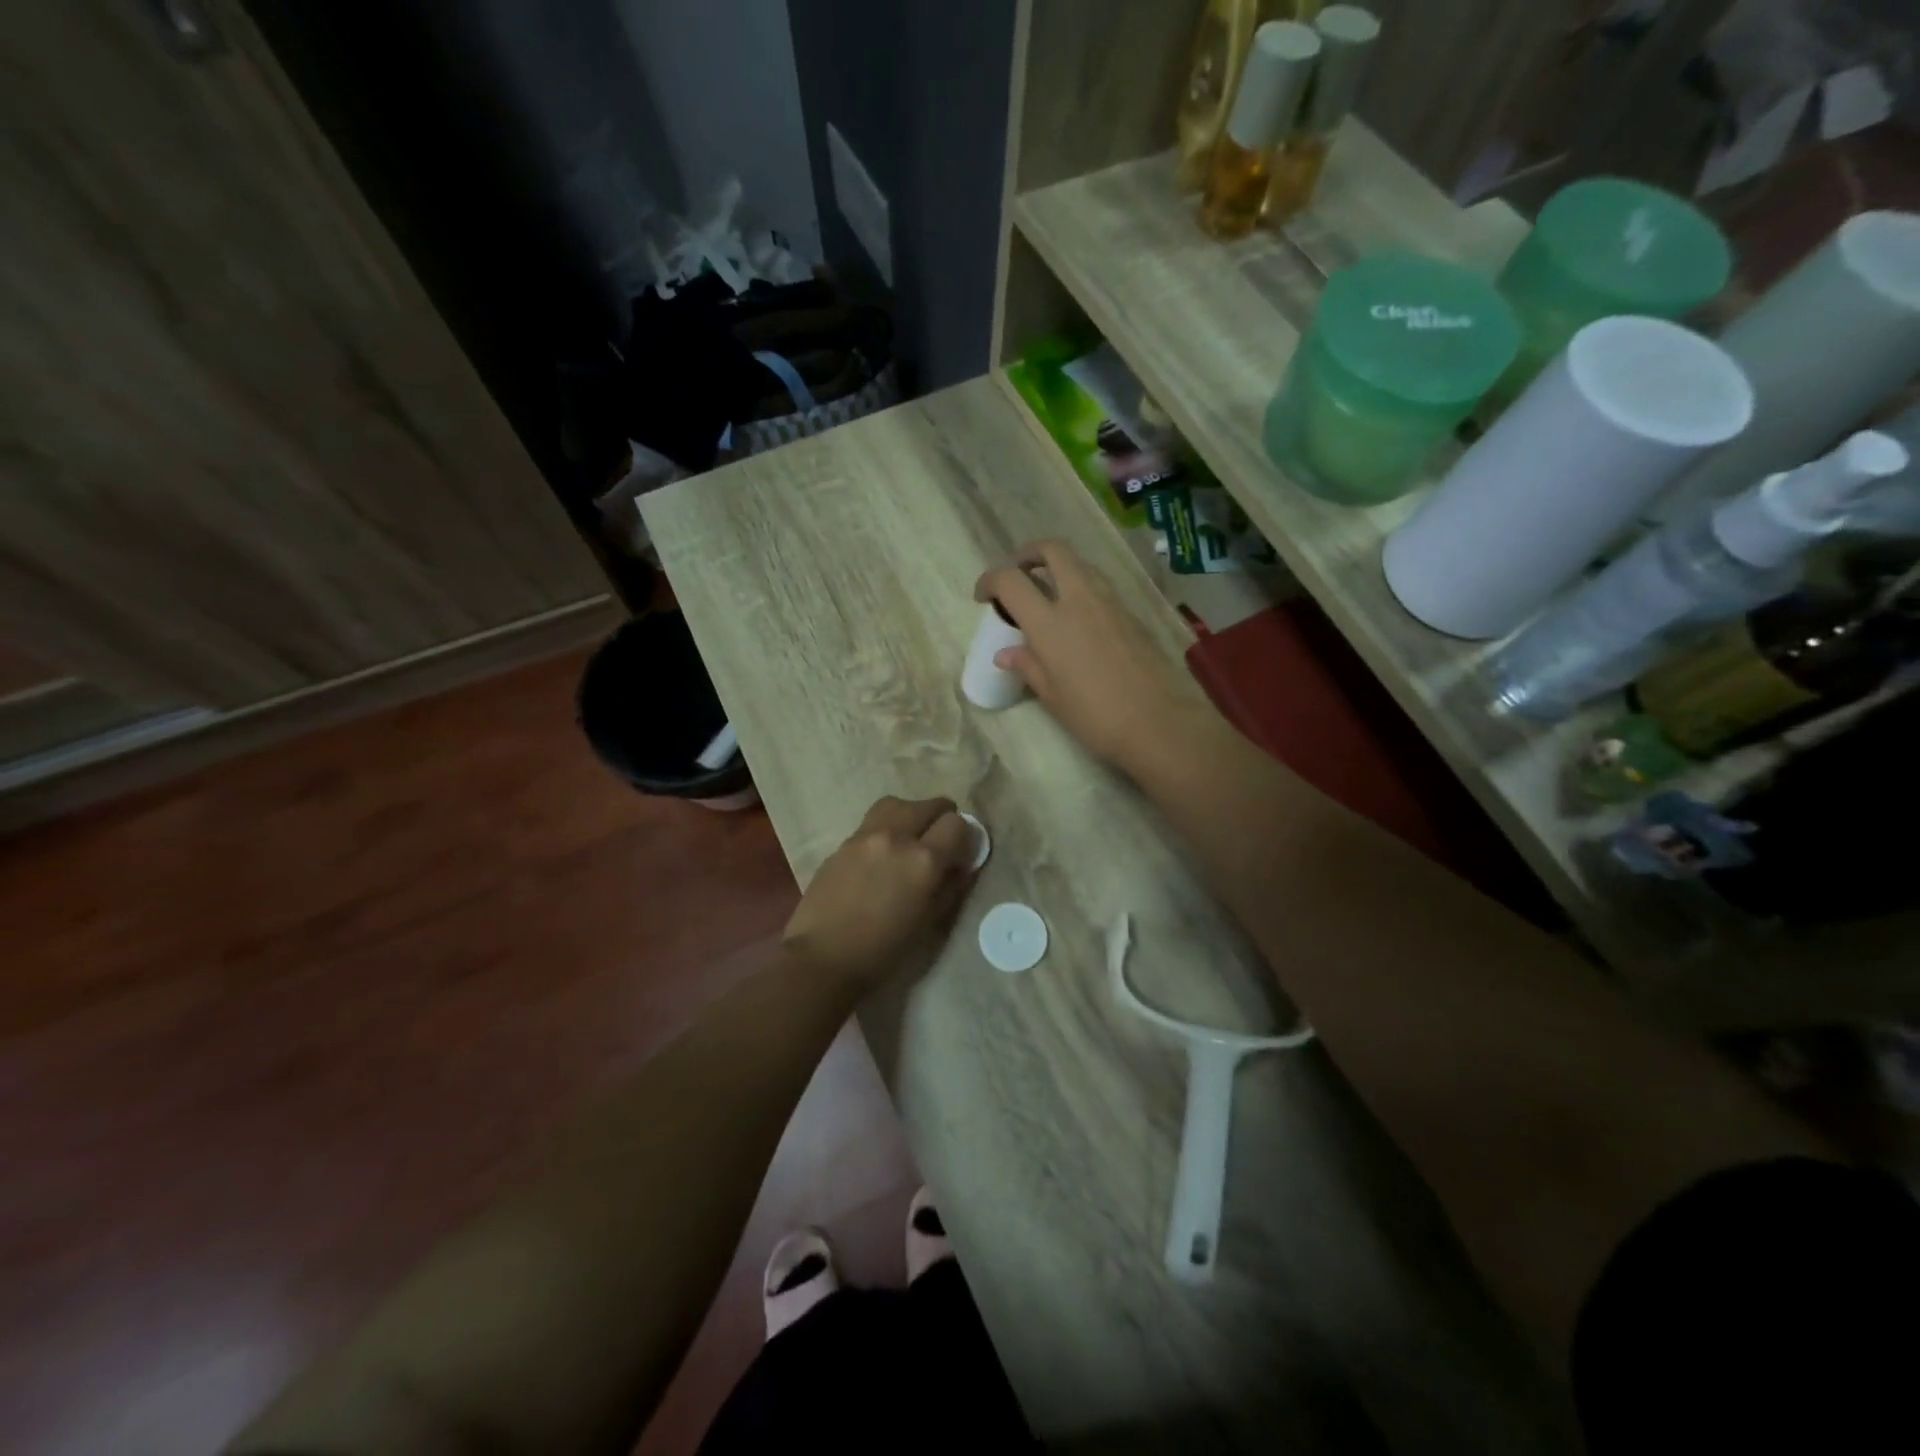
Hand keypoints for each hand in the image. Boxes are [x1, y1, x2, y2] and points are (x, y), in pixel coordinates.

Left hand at [783, 796, 977, 993]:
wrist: (823, 959)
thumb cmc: (884, 952)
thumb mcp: (929, 924)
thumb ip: (950, 887)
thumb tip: (962, 865)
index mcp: (923, 860)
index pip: (956, 824)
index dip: (965, 837)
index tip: (961, 854)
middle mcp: (896, 837)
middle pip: (929, 805)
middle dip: (941, 819)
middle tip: (940, 843)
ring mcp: (865, 836)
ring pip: (898, 804)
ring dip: (911, 815)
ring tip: (910, 838)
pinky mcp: (843, 843)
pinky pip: (872, 822)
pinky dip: (886, 829)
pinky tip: (881, 856)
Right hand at [974, 540, 1192, 772]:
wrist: (1159, 721)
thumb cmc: (1095, 715)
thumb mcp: (1052, 696)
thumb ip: (1028, 666)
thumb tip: (1006, 654)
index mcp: (1050, 622)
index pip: (1011, 580)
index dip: (990, 581)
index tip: (983, 597)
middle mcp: (1079, 600)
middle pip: (1053, 550)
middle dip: (1030, 554)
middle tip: (1019, 574)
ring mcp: (1110, 602)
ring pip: (1080, 565)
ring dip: (1059, 569)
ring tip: (1048, 596)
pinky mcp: (1132, 613)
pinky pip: (1100, 586)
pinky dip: (1081, 588)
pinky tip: (1078, 619)